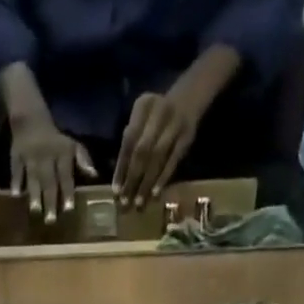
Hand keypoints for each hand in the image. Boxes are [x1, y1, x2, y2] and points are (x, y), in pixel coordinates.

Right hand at [9, 119, 96, 223]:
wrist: (31, 119)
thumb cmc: (55, 140)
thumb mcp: (71, 145)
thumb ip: (83, 159)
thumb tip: (94, 175)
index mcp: (62, 154)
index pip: (65, 175)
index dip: (67, 192)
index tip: (68, 209)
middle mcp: (46, 156)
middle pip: (49, 181)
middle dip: (50, 200)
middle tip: (50, 221)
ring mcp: (30, 156)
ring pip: (33, 177)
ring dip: (34, 194)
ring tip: (35, 211)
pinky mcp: (16, 155)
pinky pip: (16, 169)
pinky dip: (15, 181)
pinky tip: (15, 195)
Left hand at [113, 90, 198, 205]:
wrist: (188, 99)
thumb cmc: (156, 116)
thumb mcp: (142, 119)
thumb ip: (131, 142)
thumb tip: (120, 178)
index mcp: (143, 106)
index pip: (128, 141)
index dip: (121, 168)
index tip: (115, 192)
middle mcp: (159, 111)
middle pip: (142, 151)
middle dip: (132, 179)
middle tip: (126, 203)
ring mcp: (175, 124)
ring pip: (157, 158)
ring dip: (146, 183)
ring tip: (139, 204)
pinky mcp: (187, 137)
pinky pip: (173, 161)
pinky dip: (163, 178)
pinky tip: (155, 194)